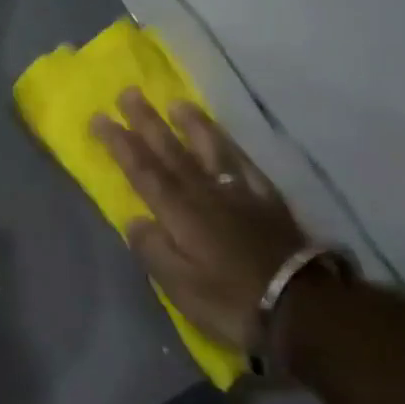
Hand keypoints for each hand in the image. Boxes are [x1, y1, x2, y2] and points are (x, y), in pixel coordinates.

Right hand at [92, 92, 308, 350]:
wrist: (305, 310)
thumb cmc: (232, 301)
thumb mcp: (180, 287)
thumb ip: (152, 250)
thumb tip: (134, 219)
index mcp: (179, 212)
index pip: (142, 170)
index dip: (119, 143)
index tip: (99, 117)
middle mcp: (205, 193)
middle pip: (171, 151)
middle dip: (147, 122)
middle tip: (129, 93)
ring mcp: (240, 194)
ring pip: (211, 150)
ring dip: (191, 125)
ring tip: (177, 103)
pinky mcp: (269, 202)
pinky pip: (246, 166)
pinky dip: (233, 149)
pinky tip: (226, 140)